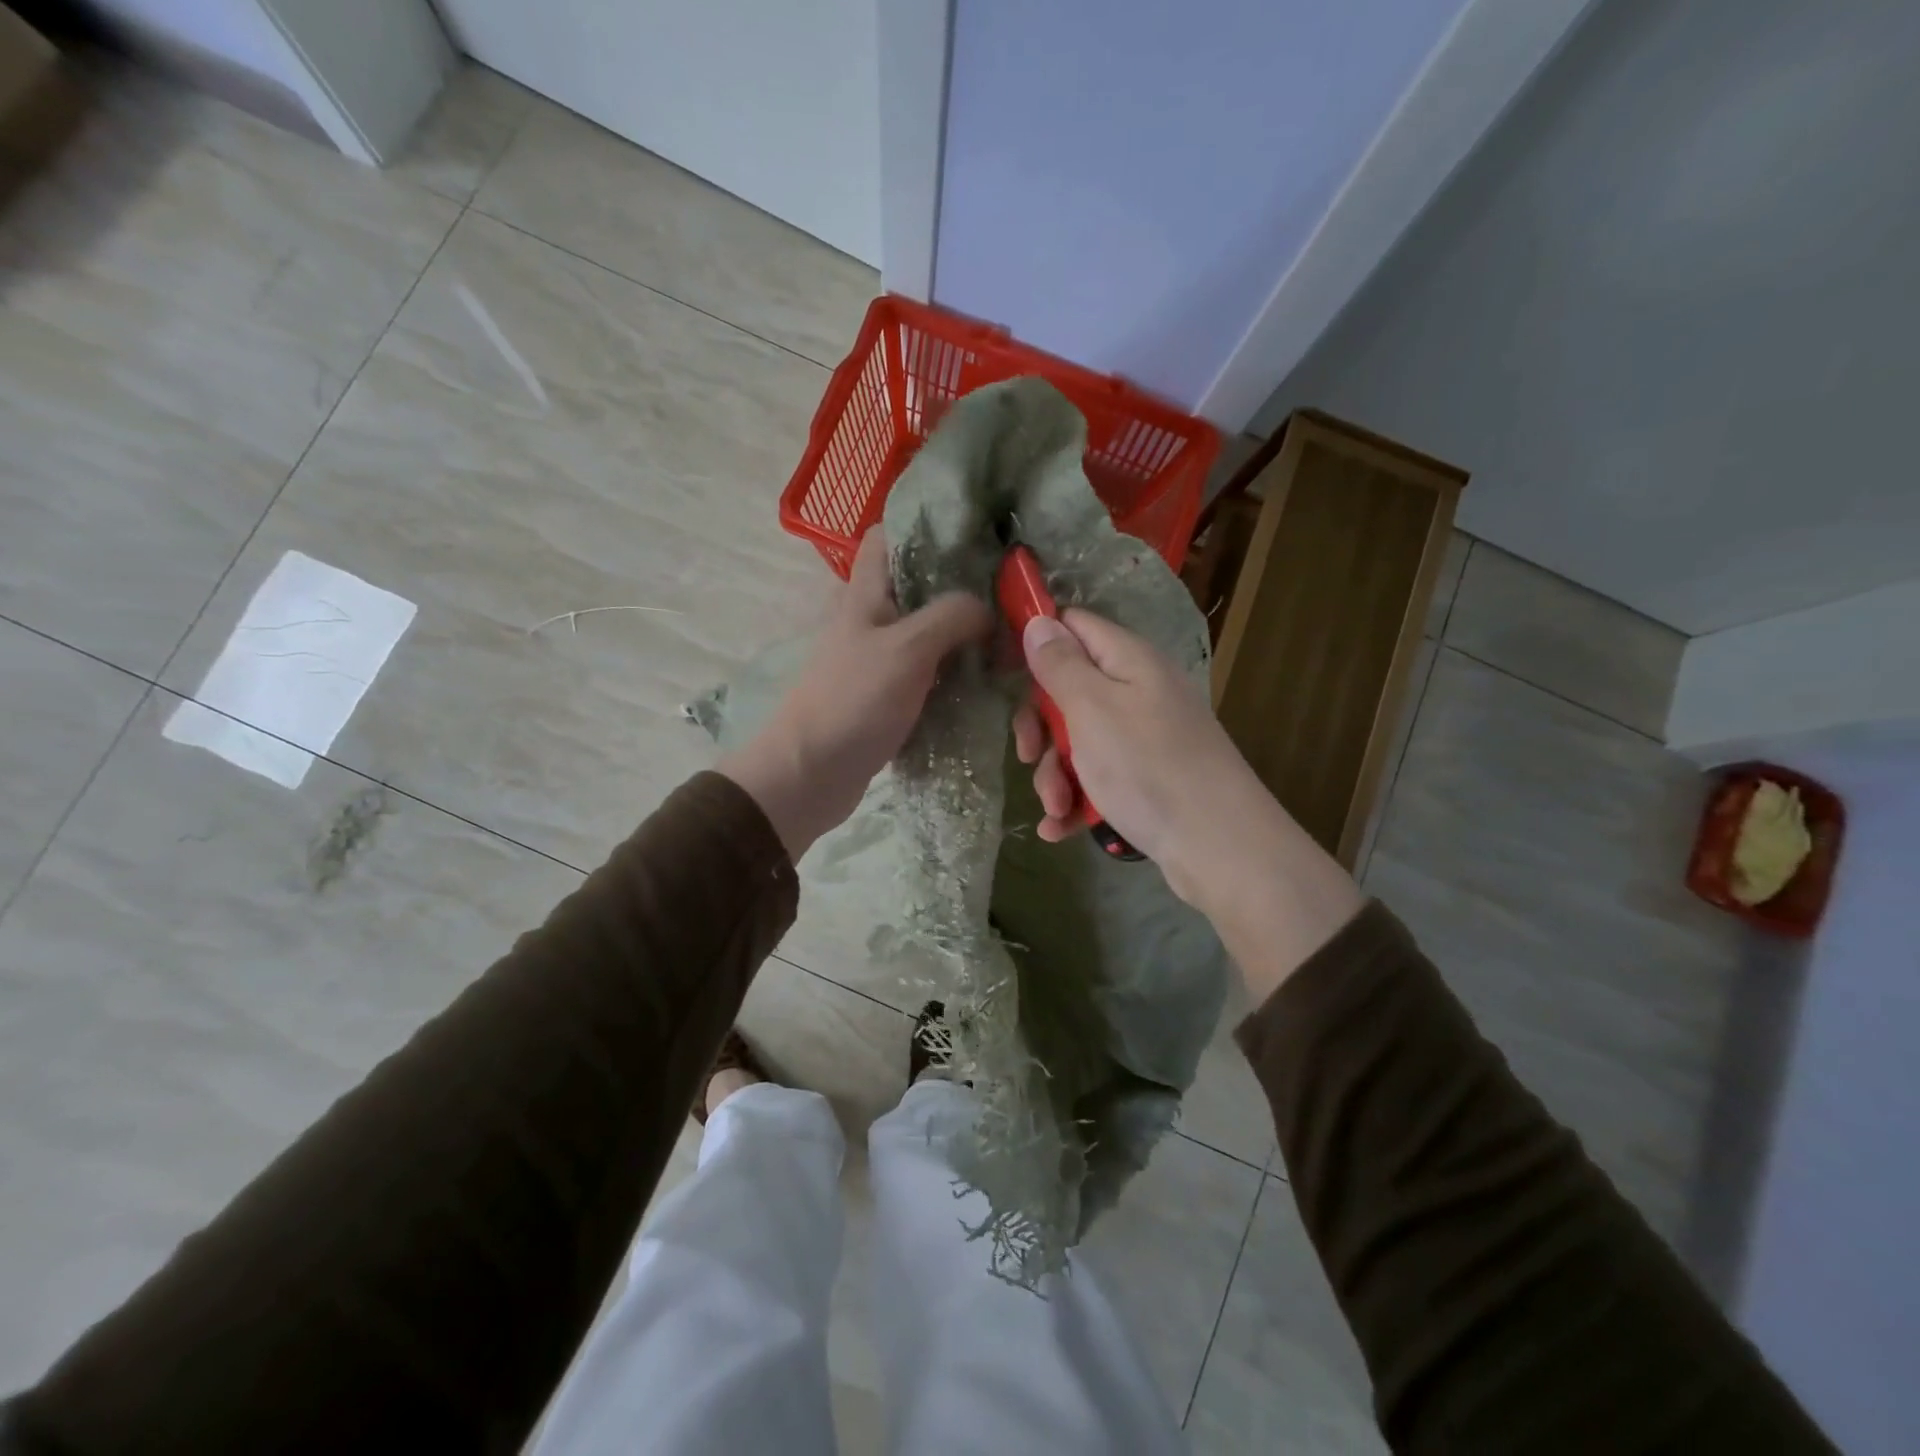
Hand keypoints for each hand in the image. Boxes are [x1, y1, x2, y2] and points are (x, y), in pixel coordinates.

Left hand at [720, 529, 992, 859]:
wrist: (810, 774)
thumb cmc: (854, 700)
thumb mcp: (908, 648)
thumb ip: (951, 615)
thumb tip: (988, 608)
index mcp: (865, 593)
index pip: (888, 536)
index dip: (927, 526)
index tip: (977, 535)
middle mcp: (870, 619)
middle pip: (919, 587)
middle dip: (962, 588)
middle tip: (1011, 595)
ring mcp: (878, 659)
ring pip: (928, 633)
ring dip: (963, 636)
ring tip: (1010, 639)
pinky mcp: (887, 696)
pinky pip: (928, 674)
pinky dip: (954, 674)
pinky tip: (987, 680)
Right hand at [1015, 610, 1361, 994]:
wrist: (1218, 847)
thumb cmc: (1148, 767)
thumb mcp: (1092, 709)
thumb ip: (1061, 664)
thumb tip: (1040, 620)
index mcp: (1128, 661)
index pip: (1074, 625)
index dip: (1038, 640)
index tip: (1004, 671)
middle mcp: (1137, 691)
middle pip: (1069, 689)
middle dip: (1041, 727)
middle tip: (1028, 754)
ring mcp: (1143, 737)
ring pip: (1078, 740)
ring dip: (1055, 773)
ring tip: (1057, 806)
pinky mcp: (1145, 778)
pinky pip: (1098, 776)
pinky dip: (1076, 798)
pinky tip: (1060, 828)